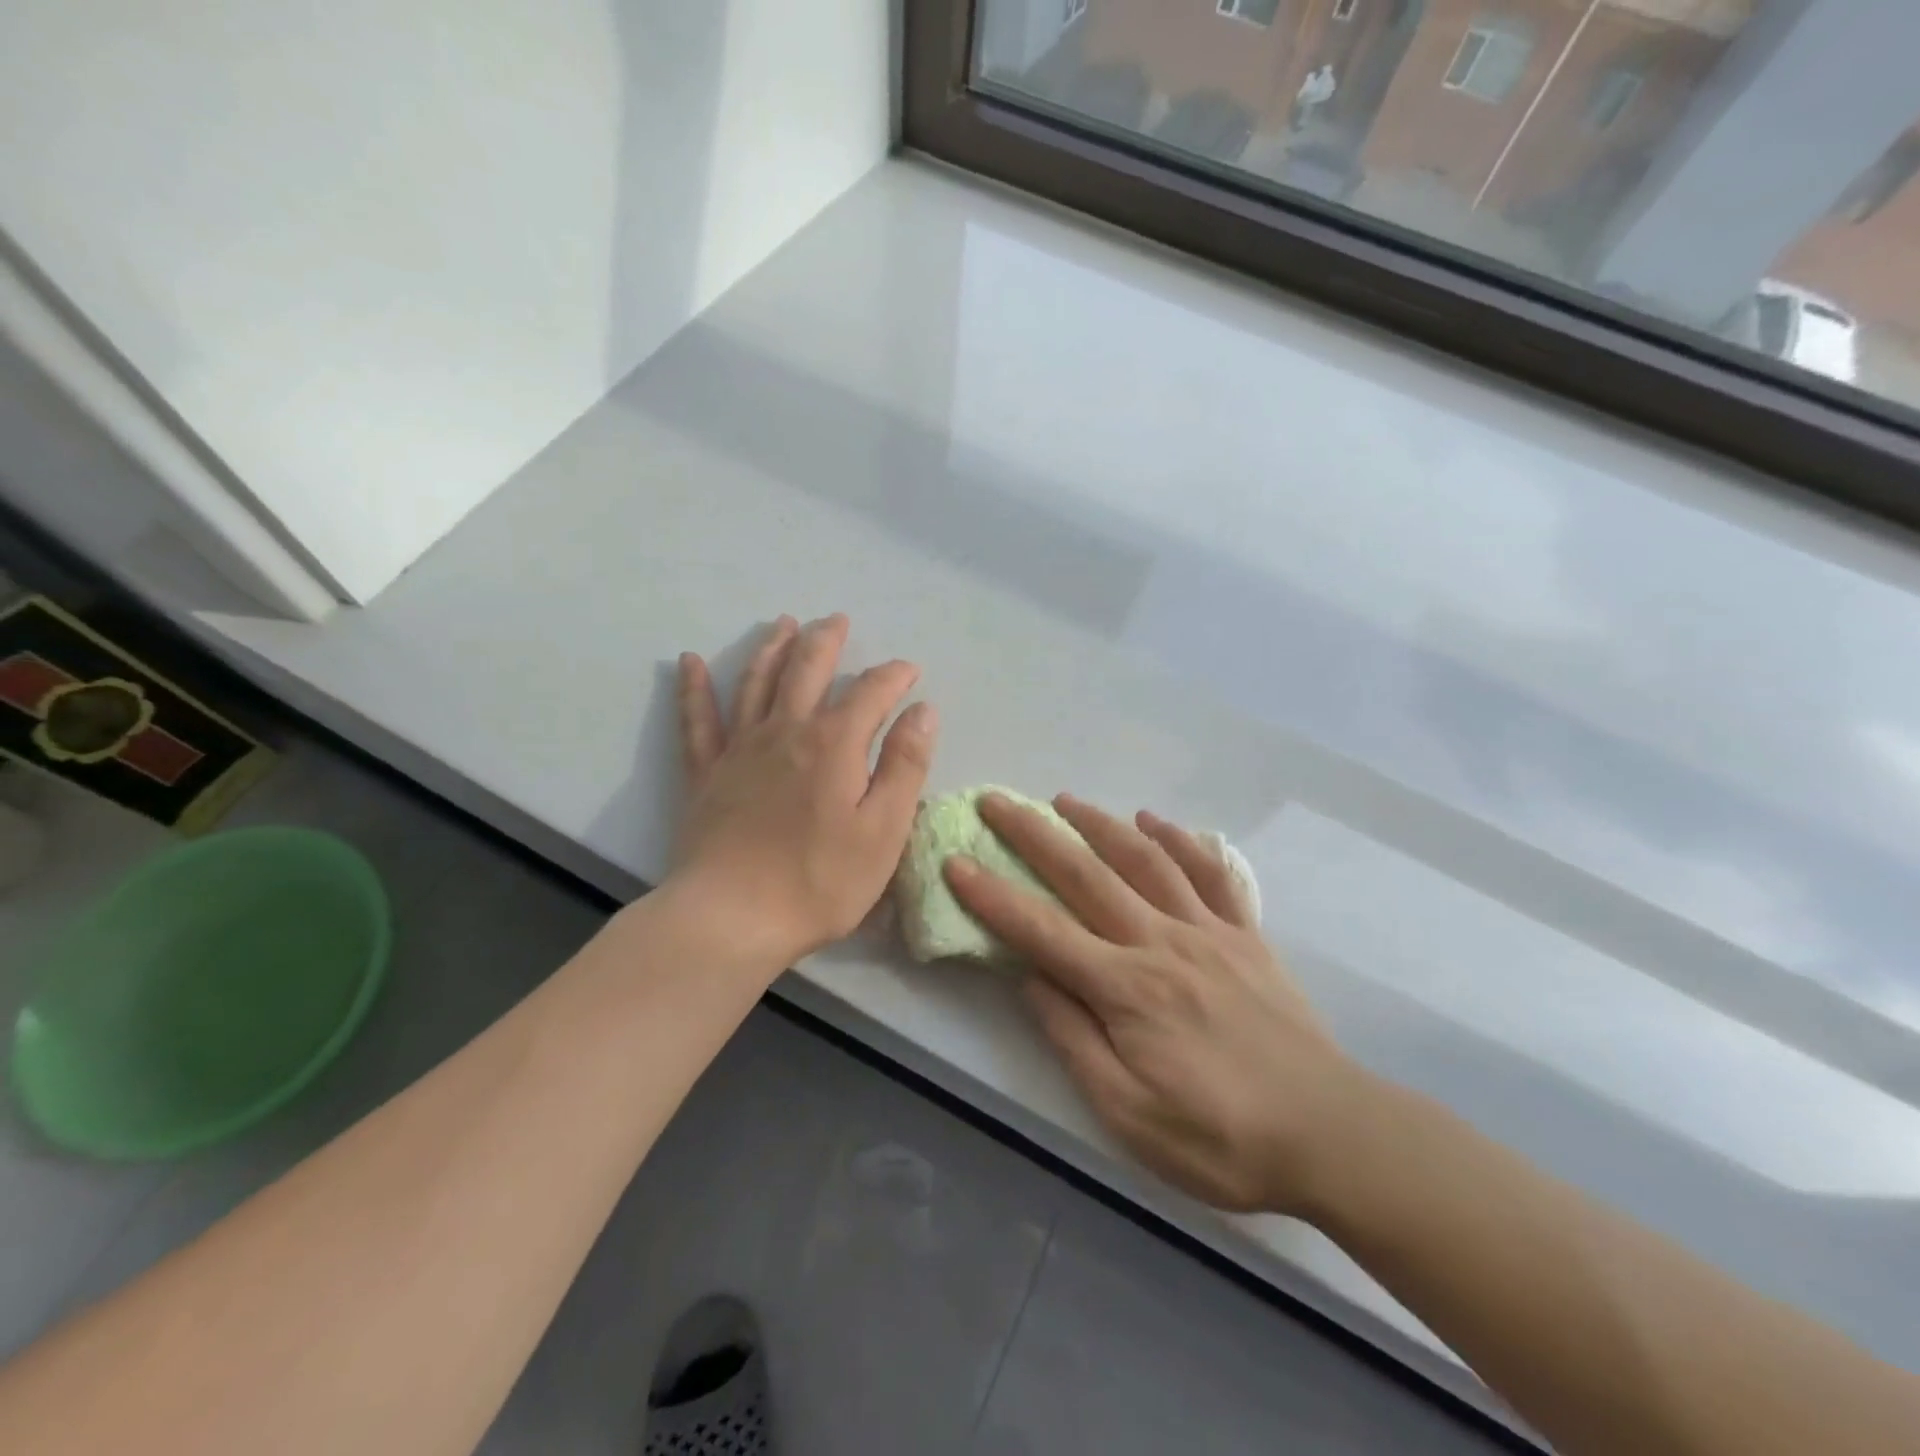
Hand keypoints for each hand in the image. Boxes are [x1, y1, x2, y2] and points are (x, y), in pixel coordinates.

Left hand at [674, 614, 936, 967]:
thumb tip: (922, 710)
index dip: (893, 676)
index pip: (870, 692)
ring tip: (784, 623)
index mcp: (834, 744)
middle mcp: (786, 731)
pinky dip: (694, 688)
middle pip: (807, 670)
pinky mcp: (706, 774)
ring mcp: (740, 749)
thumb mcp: (884, 830)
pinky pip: (697, 720)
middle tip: (837, 620)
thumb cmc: (819, 881)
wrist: (731, 919)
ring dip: (772, 648)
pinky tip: (690, 661)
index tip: (910, 671)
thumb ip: (905, 765)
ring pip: (756, 682)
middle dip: (826, 641)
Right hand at [946, 794, 1359, 1214]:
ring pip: (1144, 858)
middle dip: (1033, 834)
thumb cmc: (1220, 1137)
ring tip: (1063, 799)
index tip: (956, 861)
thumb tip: (1031, 978)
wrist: (1330, 1133)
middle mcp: (1161, 942)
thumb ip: (1074, 1038)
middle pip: (1086, 874)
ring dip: (1098, 822)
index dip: (993, 895)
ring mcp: (1208, 930)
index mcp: (1127, 989)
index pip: (1042, 930)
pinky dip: (1179, 839)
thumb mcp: (1129, 1113)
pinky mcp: (1245, 933)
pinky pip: (1210, 872)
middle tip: (996, 800)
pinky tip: (1154, 821)